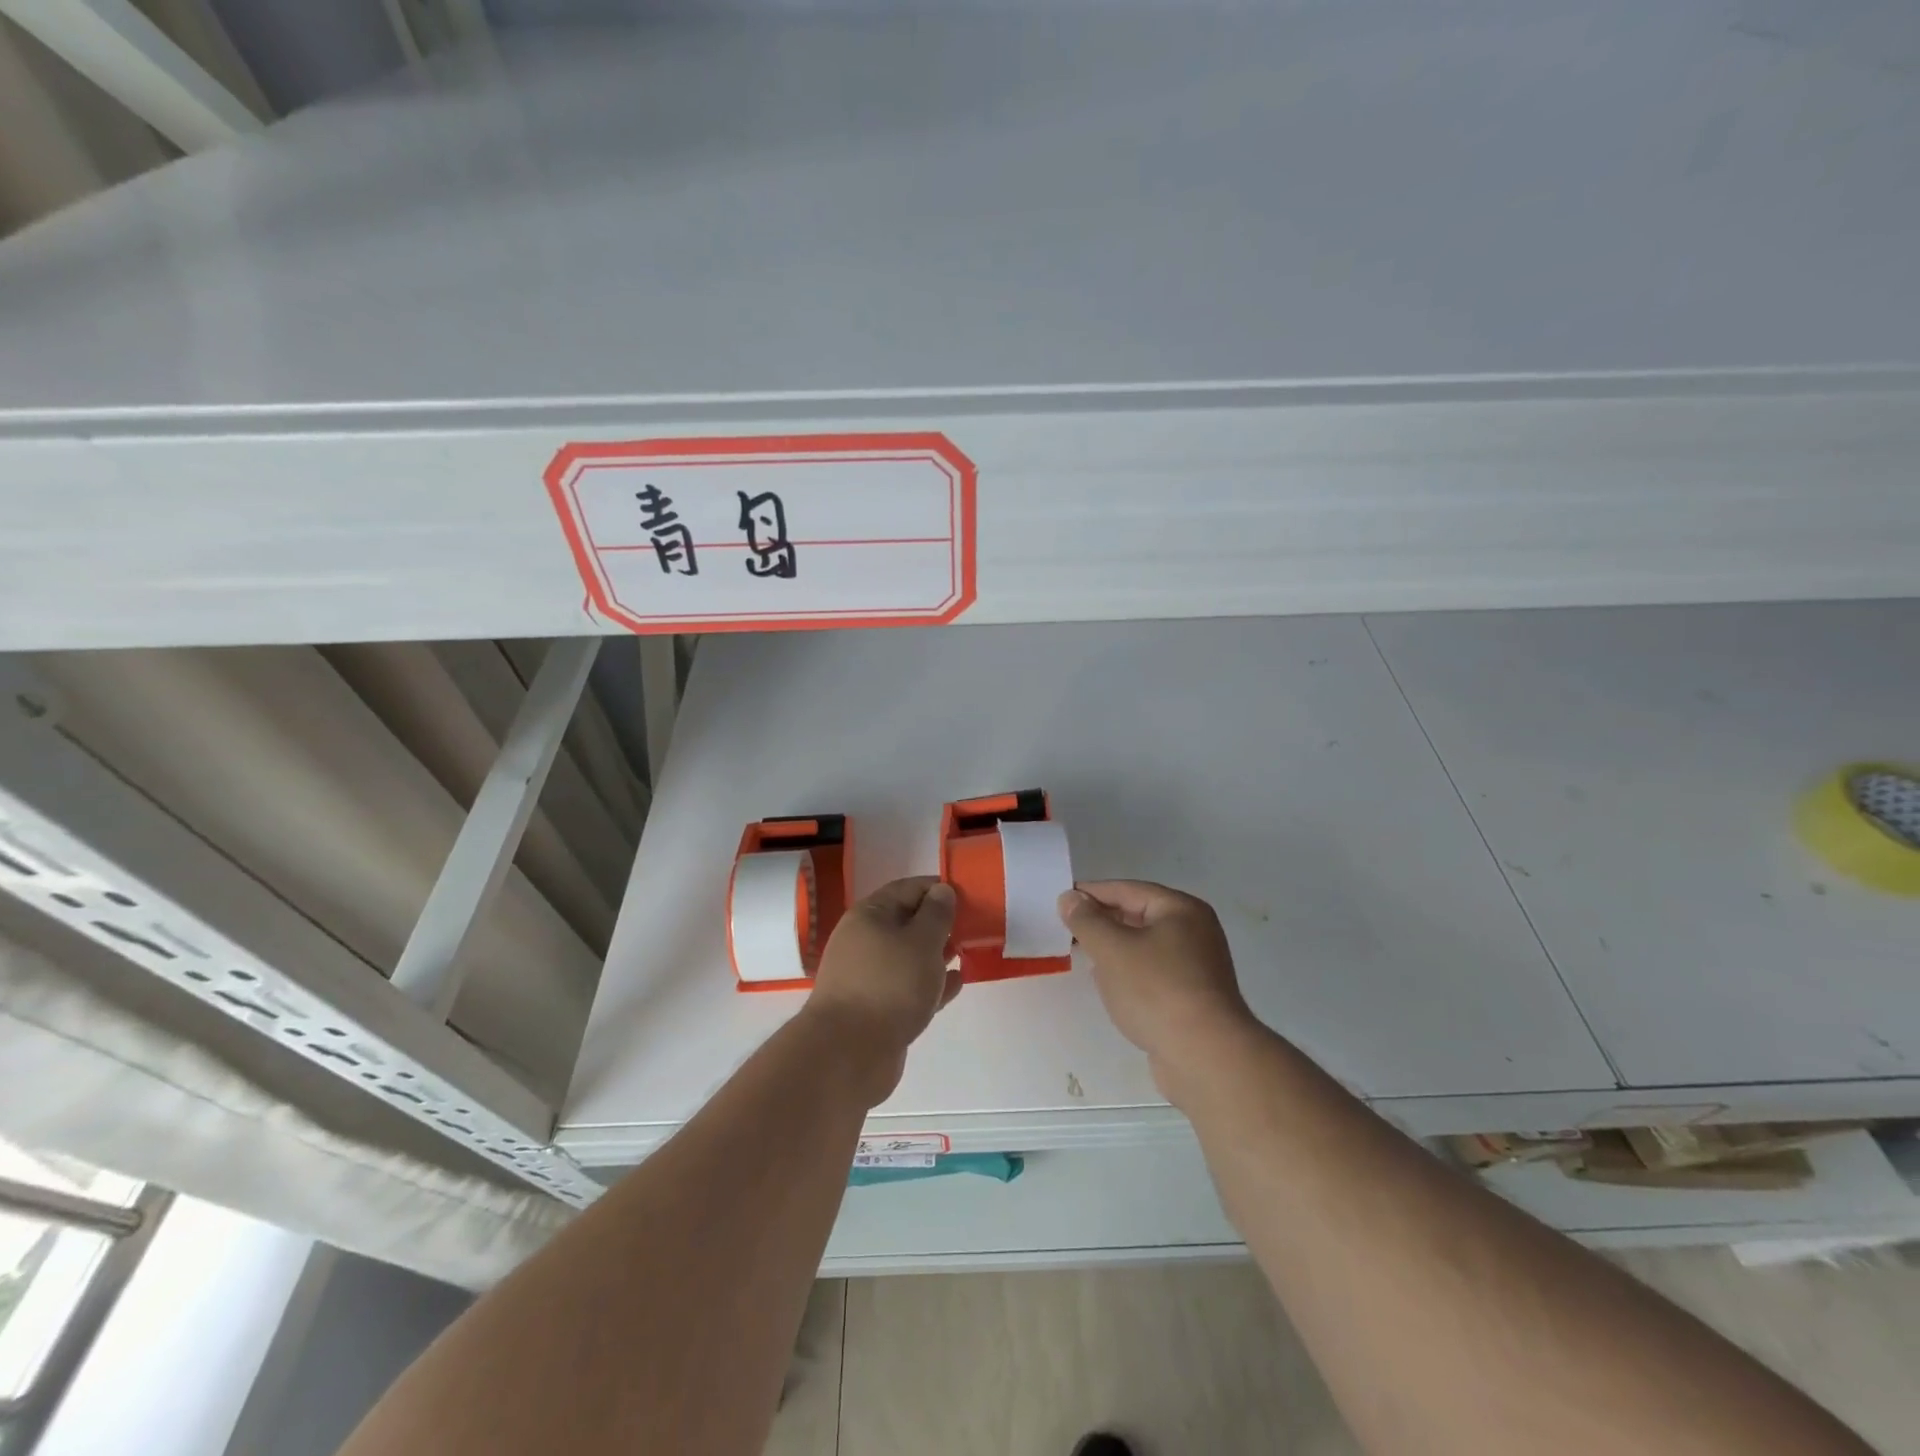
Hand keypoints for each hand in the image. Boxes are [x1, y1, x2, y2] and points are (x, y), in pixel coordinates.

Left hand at [803, 877, 960, 1105]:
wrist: (849, 1054)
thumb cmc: (889, 985)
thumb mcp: (922, 942)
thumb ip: (937, 914)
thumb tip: (942, 890)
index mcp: (869, 915)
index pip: (907, 889)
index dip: (938, 889)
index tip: (968, 896)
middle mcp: (864, 941)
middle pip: (907, 922)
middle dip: (939, 924)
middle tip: (972, 928)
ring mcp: (868, 976)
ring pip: (908, 957)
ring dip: (936, 954)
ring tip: (966, 954)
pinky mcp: (876, 1008)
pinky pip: (908, 986)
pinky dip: (930, 983)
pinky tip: (955, 985)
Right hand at [1058, 880, 1259, 1095]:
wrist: (1205, 1058)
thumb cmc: (1156, 991)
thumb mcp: (1112, 949)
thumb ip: (1086, 920)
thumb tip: (1069, 898)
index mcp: (1181, 909)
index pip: (1126, 890)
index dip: (1091, 893)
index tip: (1059, 901)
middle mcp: (1194, 931)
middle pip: (1138, 916)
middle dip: (1102, 923)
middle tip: (1065, 930)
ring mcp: (1197, 967)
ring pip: (1144, 947)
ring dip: (1114, 950)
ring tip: (1083, 957)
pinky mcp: (1192, 998)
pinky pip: (1153, 974)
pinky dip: (1129, 975)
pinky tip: (1110, 987)